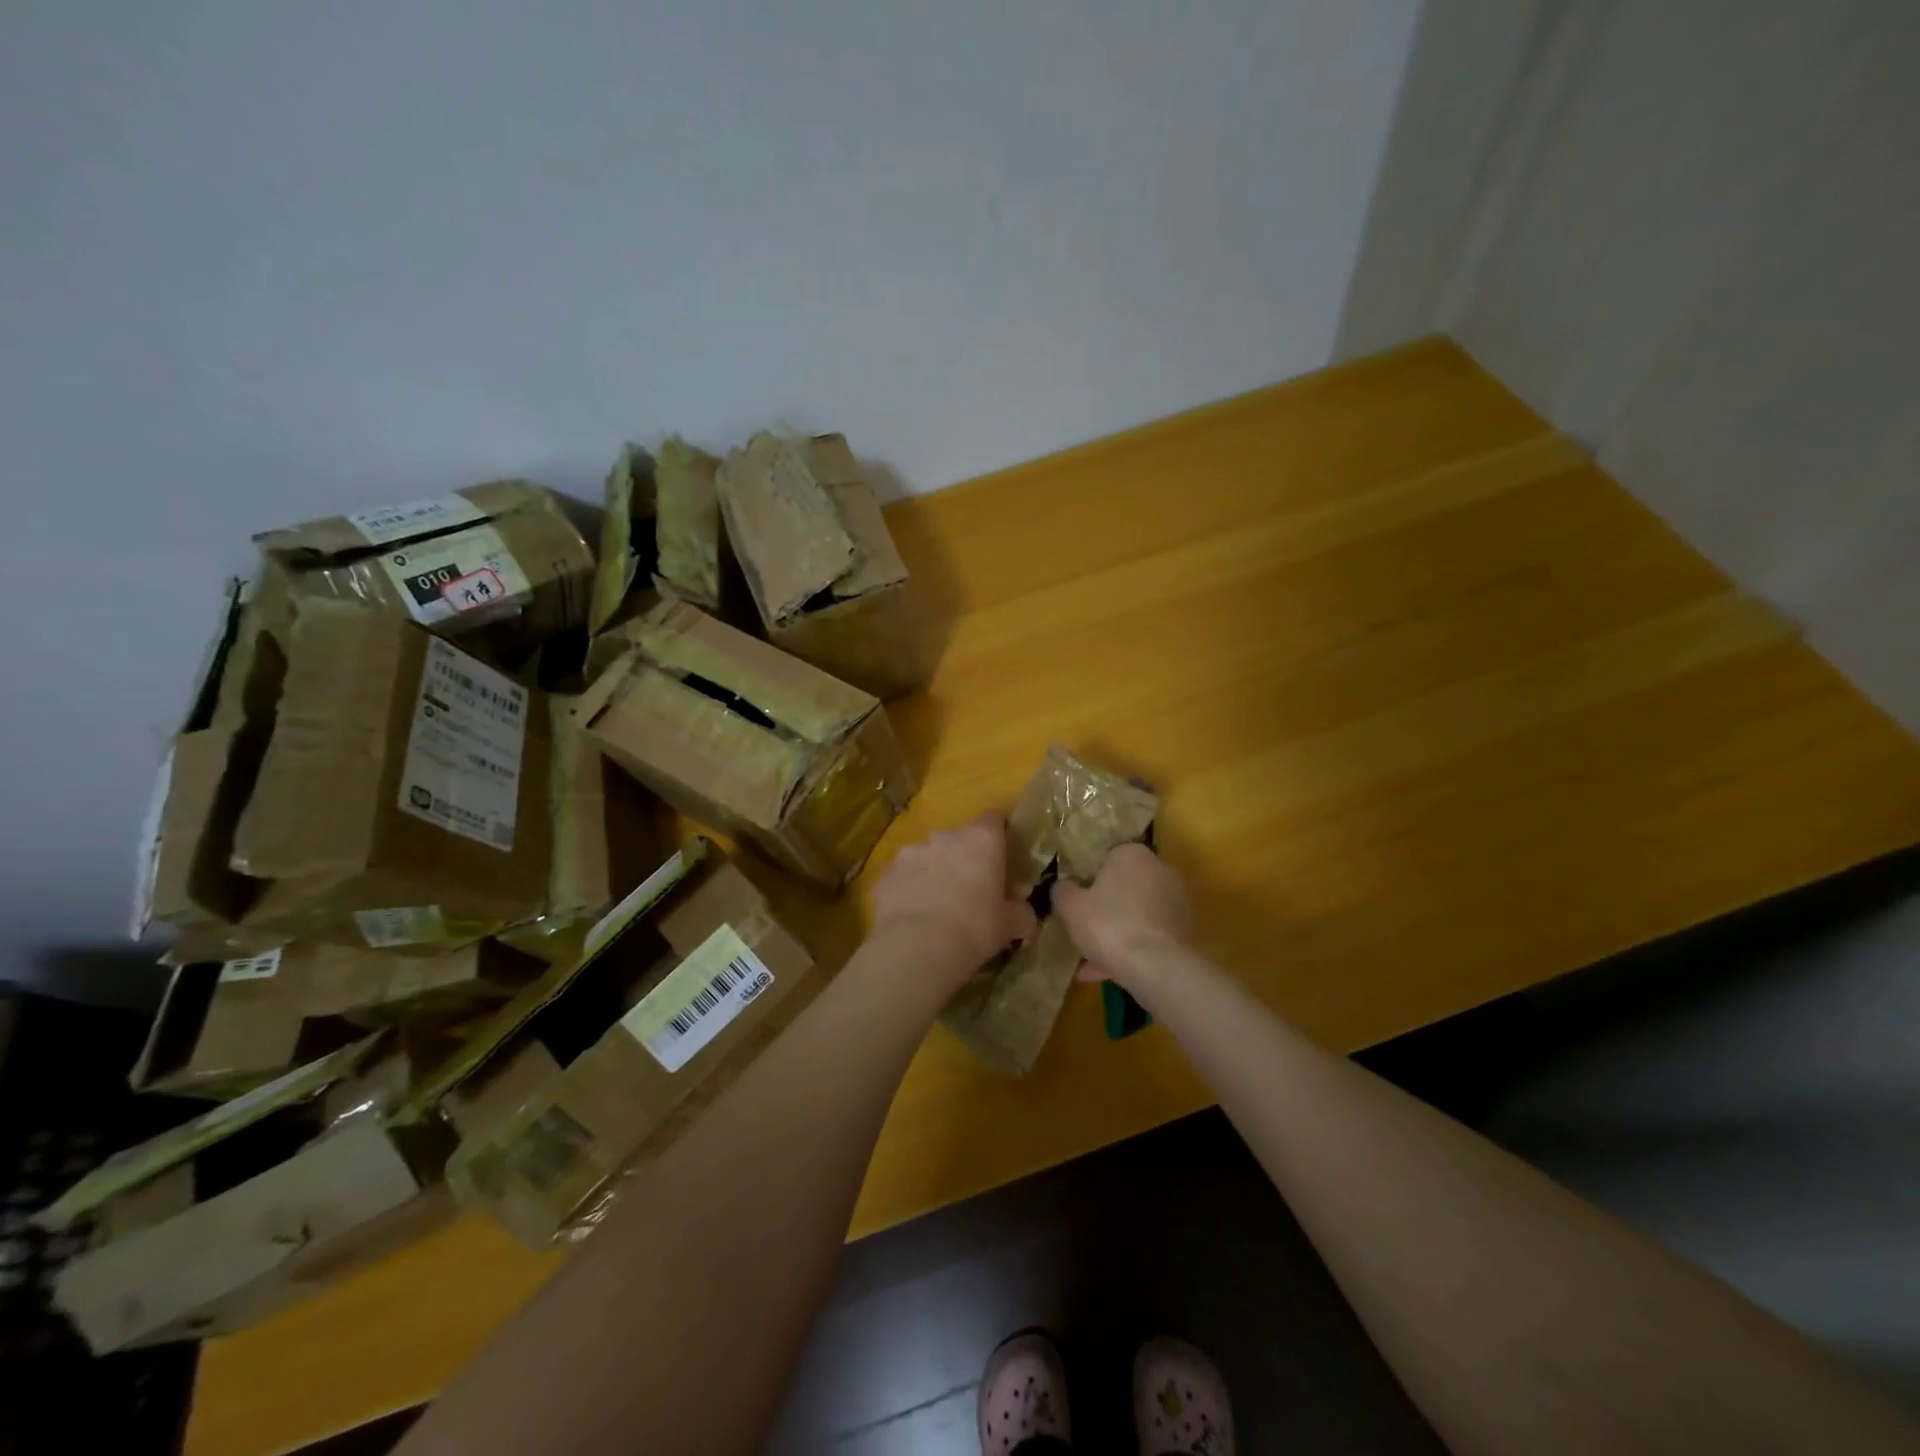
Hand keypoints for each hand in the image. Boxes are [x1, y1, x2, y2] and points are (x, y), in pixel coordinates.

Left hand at [872, 811, 1037, 978]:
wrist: (917, 947)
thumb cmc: (974, 929)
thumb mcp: (1010, 925)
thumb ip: (1021, 912)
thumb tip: (1024, 912)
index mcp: (981, 840)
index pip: (993, 818)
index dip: (997, 835)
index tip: (1000, 856)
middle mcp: (944, 836)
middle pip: (957, 839)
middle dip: (962, 858)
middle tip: (968, 890)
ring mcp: (910, 851)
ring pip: (926, 856)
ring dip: (932, 872)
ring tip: (935, 906)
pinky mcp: (885, 873)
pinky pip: (902, 877)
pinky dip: (907, 889)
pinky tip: (911, 916)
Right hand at [1052, 842, 1191, 992]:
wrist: (1158, 967)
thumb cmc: (1109, 925)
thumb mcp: (1070, 906)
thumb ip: (1062, 890)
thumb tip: (1063, 885)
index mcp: (1131, 853)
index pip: (1105, 857)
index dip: (1087, 880)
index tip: (1075, 901)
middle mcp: (1159, 869)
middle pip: (1123, 886)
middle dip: (1103, 908)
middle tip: (1082, 930)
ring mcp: (1176, 900)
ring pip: (1135, 913)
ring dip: (1116, 932)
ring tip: (1091, 963)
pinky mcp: (1185, 929)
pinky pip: (1149, 934)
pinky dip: (1132, 947)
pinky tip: (1110, 972)